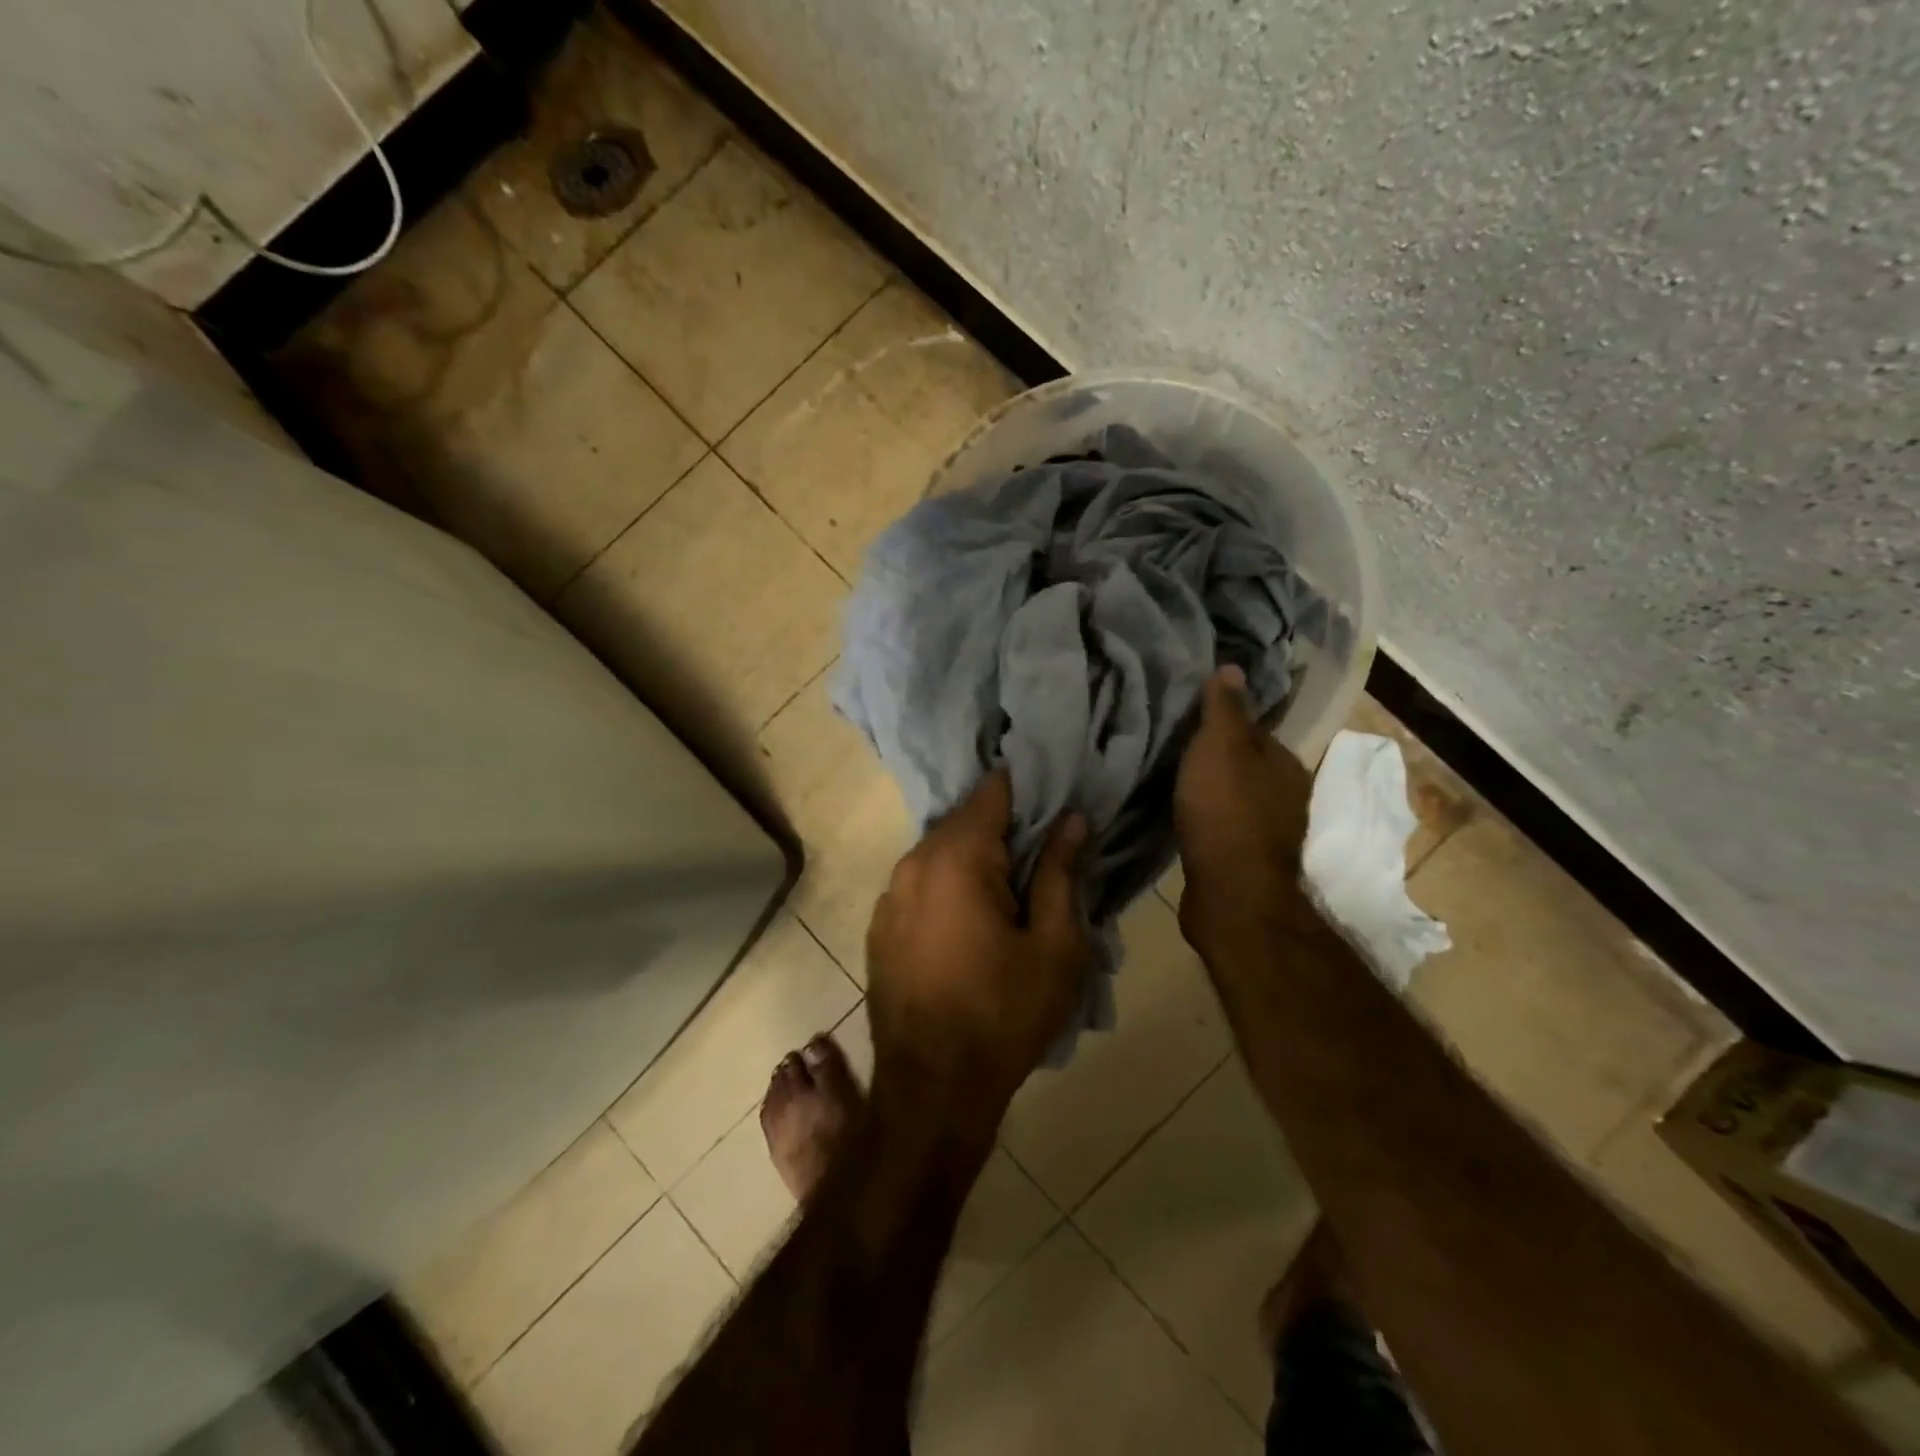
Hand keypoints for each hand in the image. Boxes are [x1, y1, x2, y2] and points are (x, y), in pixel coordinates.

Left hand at [865, 770, 1089, 1133]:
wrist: (931, 1088)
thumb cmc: (1004, 1015)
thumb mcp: (1054, 947)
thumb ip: (1060, 874)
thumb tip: (1071, 820)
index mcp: (956, 859)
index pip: (992, 793)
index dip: (1025, 789)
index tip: (1054, 799)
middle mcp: (913, 864)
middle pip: (963, 822)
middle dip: (1002, 828)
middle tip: (1042, 852)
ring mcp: (889, 895)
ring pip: (939, 853)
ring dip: (973, 860)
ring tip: (1010, 888)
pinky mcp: (879, 926)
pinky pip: (920, 884)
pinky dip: (946, 886)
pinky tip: (969, 920)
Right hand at [1173, 665, 1319, 959]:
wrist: (1231, 894)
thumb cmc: (1226, 811)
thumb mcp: (1220, 747)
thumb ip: (1224, 708)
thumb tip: (1232, 665)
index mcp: (1285, 764)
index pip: (1254, 729)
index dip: (1223, 721)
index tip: (1188, 717)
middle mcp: (1284, 795)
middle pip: (1246, 764)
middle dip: (1215, 756)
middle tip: (1174, 746)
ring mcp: (1267, 832)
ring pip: (1234, 796)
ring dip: (1210, 788)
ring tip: (1172, 779)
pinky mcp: (1244, 860)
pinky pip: (1222, 825)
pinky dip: (1206, 817)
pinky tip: (1182, 816)